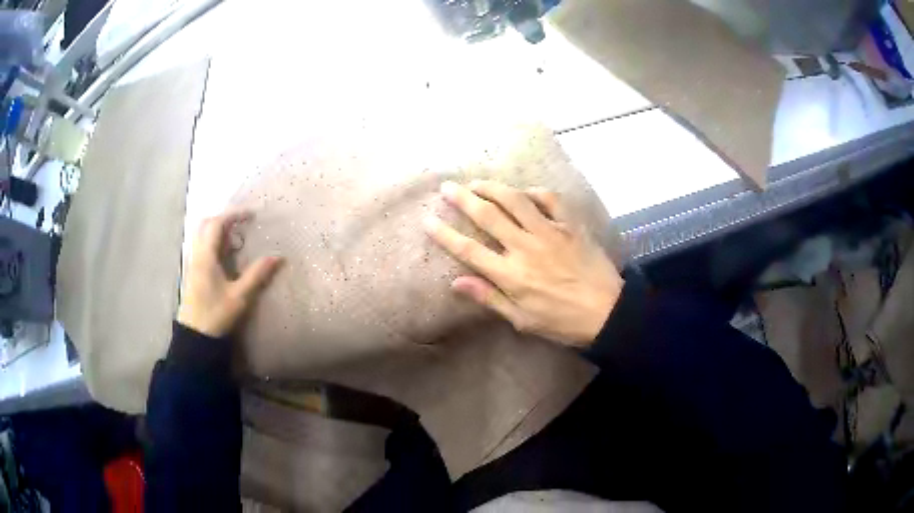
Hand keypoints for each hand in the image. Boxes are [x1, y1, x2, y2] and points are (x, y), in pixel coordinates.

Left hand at [177, 210, 282, 337]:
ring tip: (235, 237)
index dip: (234, 215)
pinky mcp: (192, 272)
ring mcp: (192, 263)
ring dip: (217, 230)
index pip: (217, 223)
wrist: (195, 336)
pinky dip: (213, 241)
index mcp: (206, 256)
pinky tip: (225, 254)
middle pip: (205, 224)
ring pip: (201, 235)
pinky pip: (201, 246)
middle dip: (224, 218)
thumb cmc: (215, 314)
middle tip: (242, 223)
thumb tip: (278, 257)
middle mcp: (196, 254)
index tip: (252, 215)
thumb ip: (257, 274)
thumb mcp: (239, 297)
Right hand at [423, 180, 622, 346]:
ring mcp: (550, 232)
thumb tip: (456, 282)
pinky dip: (534, 192)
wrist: (607, 313)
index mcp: (511, 275)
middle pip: (487, 215)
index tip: (428, 220)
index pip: (468, 249)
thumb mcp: (522, 320)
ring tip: (476, 183)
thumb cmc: (562, 322)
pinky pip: (549, 199)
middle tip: (447, 187)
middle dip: (462, 199)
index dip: (444, 234)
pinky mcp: (570, 225)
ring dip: (492, 188)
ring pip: (515, 200)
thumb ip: (489, 298)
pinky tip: (524, 192)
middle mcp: (525, 247)